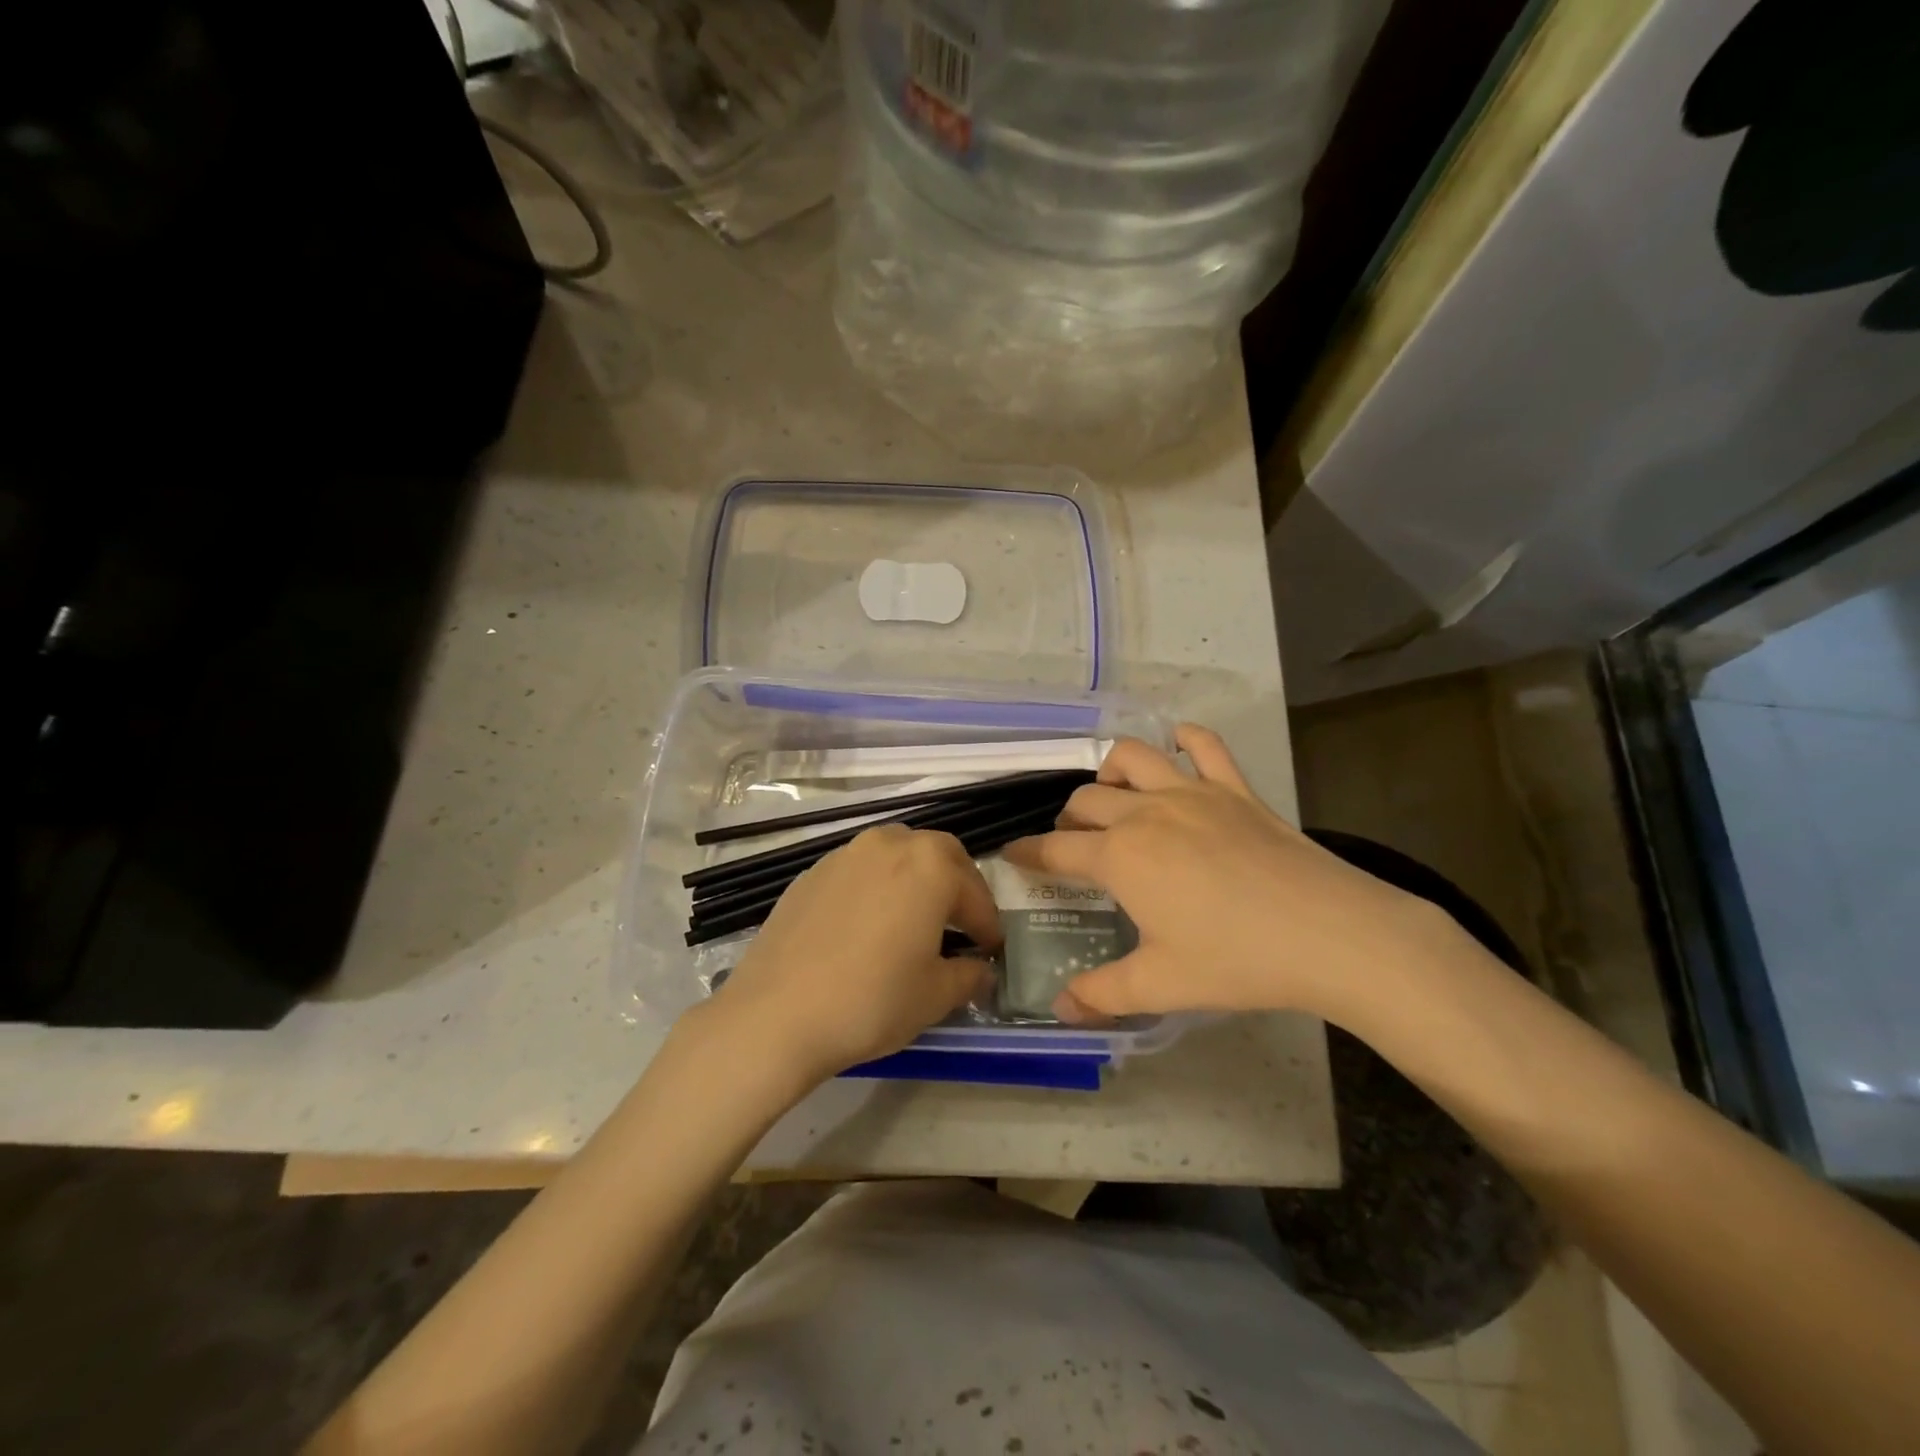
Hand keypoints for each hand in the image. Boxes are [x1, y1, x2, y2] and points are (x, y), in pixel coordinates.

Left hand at [695, 825, 1002, 1086]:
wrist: (776, 1014)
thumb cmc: (871, 1000)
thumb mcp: (935, 995)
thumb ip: (969, 975)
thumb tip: (981, 969)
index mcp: (930, 865)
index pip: (974, 892)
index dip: (988, 924)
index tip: (991, 950)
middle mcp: (889, 844)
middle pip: (938, 854)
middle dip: (956, 886)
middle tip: (960, 925)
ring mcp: (844, 854)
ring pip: (895, 855)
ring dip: (915, 880)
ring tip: (914, 920)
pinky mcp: (811, 873)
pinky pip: (859, 871)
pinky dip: (876, 888)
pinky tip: (868, 926)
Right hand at [1004, 725, 1456, 1024]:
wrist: (1330, 934)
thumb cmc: (1236, 960)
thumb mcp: (1161, 984)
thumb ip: (1102, 994)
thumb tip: (1060, 1008)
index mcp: (1120, 857)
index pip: (1055, 848)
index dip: (1027, 853)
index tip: (1012, 855)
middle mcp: (1145, 813)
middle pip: (1086, 800)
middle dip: (1067, 819)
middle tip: (1073, 845)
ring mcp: (1192, 792)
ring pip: (1132, 757)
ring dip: (1110, 771)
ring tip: (1114, 796)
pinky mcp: (1235, 788)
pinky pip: (1204, 745)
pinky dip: (1185, 739)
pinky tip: (1178, 749)